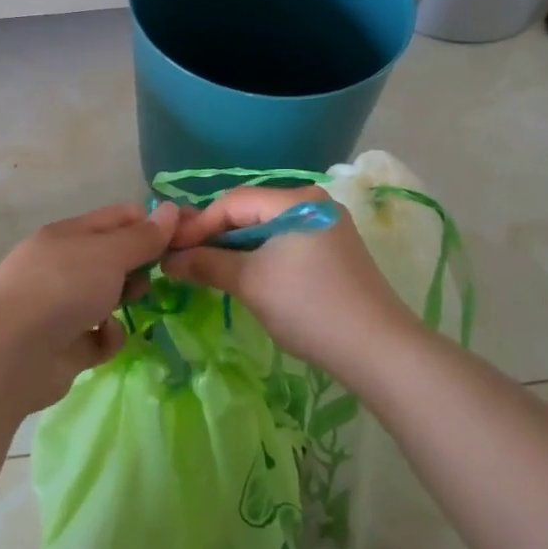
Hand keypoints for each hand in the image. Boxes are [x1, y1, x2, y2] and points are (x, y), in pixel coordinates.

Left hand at [0, 200, 180, 413]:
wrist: (11, 353)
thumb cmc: (63, 287)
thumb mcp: (109, 253)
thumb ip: (143, 237)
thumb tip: (170, 209)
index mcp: (68, 235)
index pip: (117, 218)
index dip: (151, 222)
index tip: (187, 233)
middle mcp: (62, 266)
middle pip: (112, 258)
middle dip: (140, 264)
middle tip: (169, 271)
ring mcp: (60, 307)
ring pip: (105, 296)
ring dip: (125, 299)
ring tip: (141, 302)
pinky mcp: (63, 346)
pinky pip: (97, 337)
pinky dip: (107, 337)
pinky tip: (107, 337)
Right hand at [161, 186, 419, 378]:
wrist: (378, 348)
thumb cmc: (309, 306)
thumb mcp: (250, 282)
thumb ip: (206, 264)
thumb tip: (169, 260)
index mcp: (296, 199)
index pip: (232, 201)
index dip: (197, 225)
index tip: (170, 250)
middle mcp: (313, 202)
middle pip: (250, 212)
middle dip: (214, 236)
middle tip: (182, 260)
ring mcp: (327, 226)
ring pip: (266, 229)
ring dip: (234, 248)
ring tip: (206, 270)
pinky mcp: (333, 251)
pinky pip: (284, 243)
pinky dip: (258, 256)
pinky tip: (242, 275)